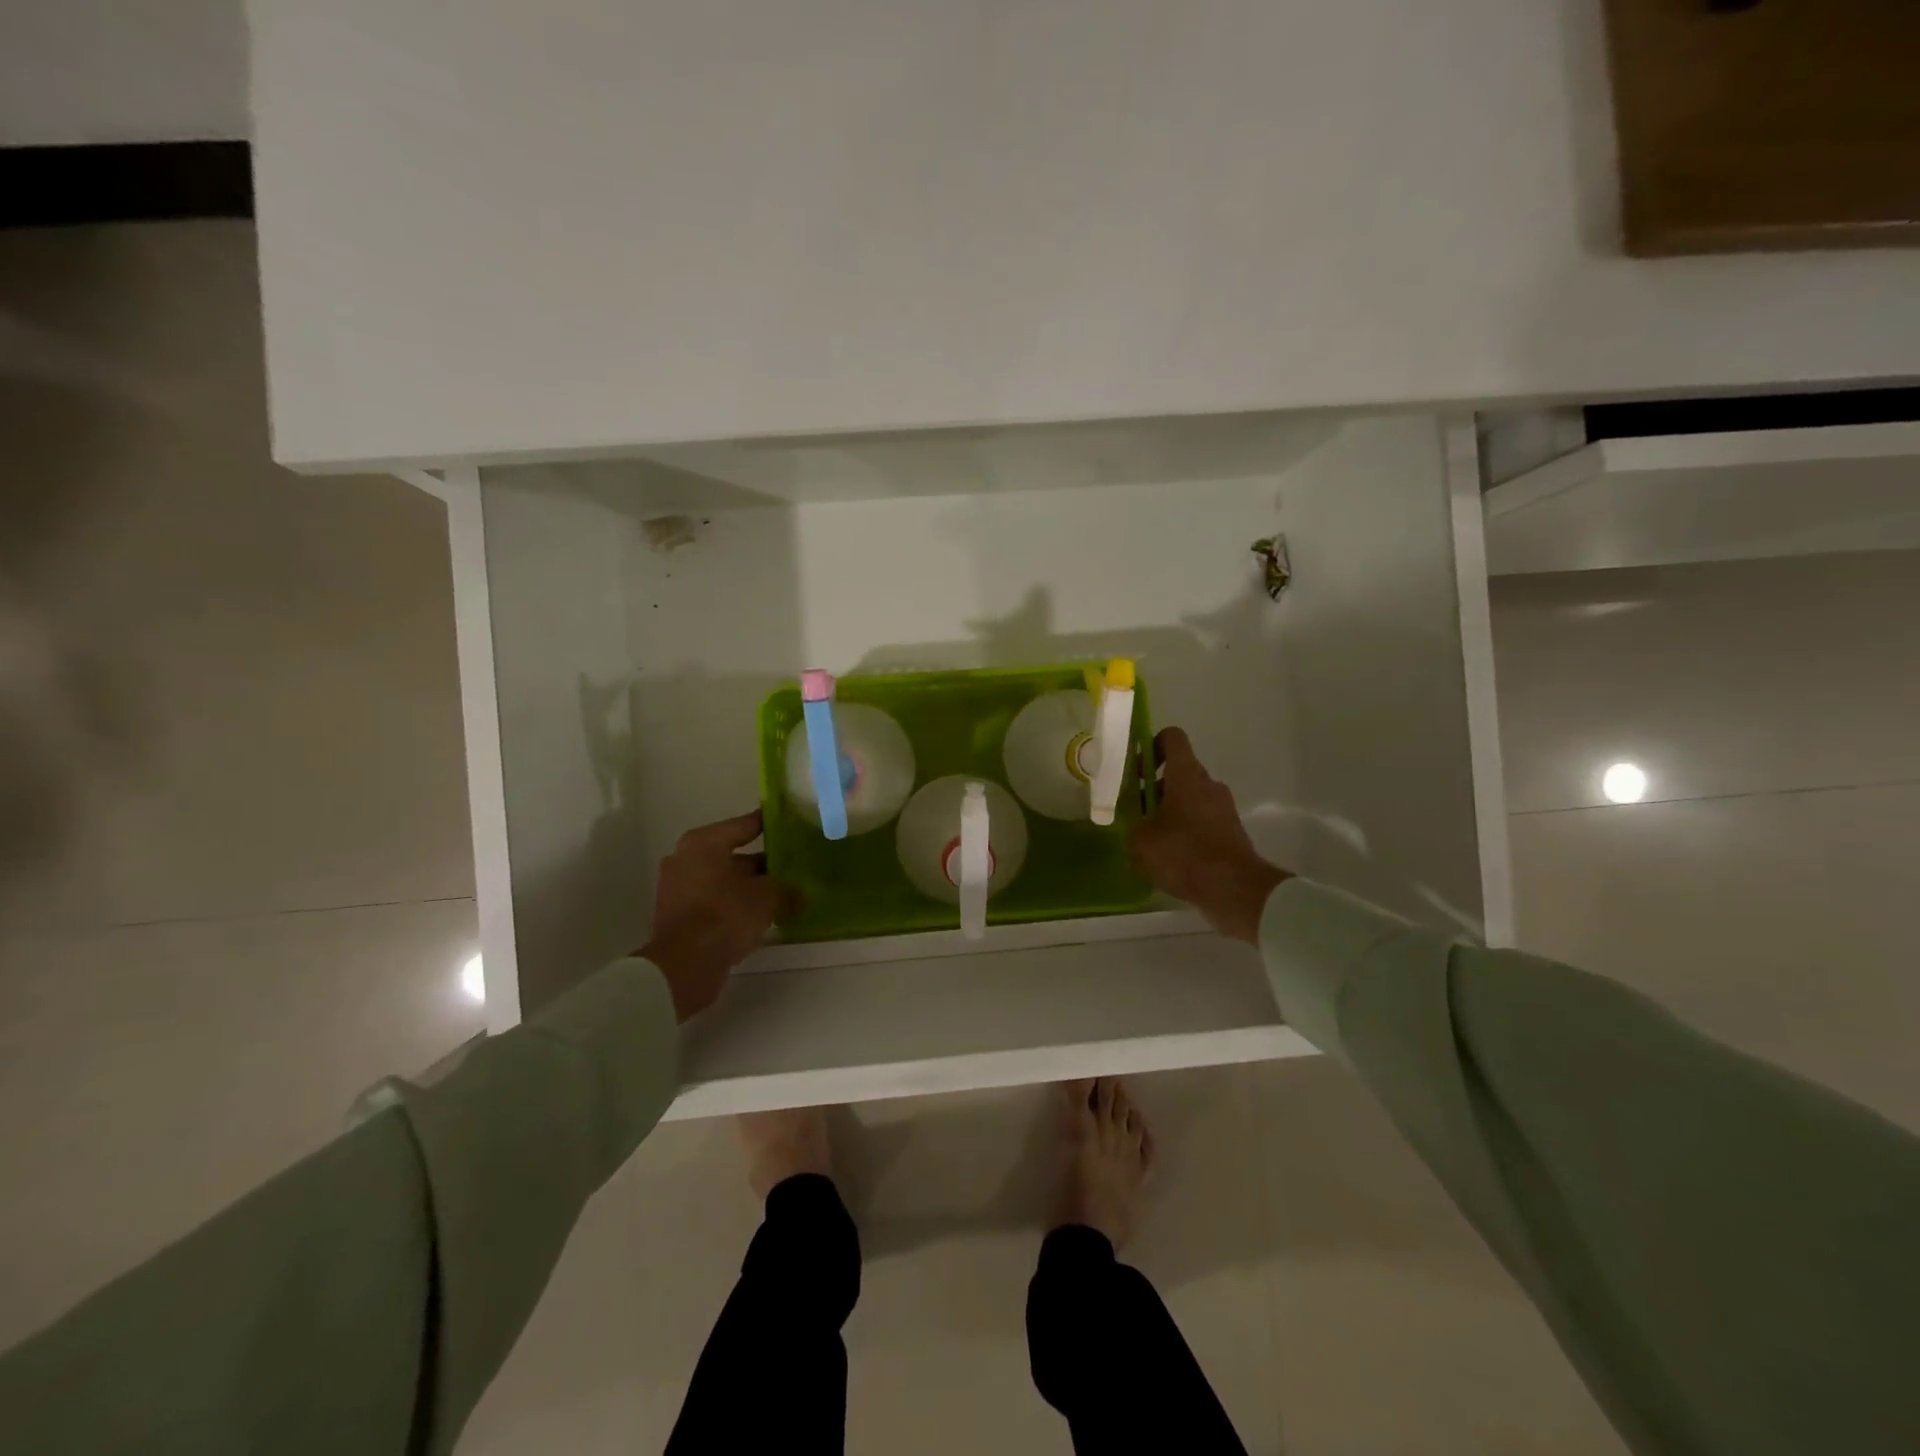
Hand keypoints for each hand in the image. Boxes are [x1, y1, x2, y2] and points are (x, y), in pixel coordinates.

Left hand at [640, 810, 782, 1021]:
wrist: (684, 966)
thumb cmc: (725, 916)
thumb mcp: (767, 897)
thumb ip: (787, 889)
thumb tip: (801, 894)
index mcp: (704, 842)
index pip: (745, 825)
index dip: (770, 825)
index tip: (792, 825)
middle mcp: (686, 858)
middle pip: (733, 855)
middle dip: (762, 863)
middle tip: (793, 867)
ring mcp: (678, 887)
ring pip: (724, 880)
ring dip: (749, 887)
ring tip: (782, 894)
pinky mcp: (678, 915)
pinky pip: (714, 901)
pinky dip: (734, 905)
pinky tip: (761, 916)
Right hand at [1129, 727, 1289, 943]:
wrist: (1235, 889)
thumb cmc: (1184, 853)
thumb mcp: (1141, 841)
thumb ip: (1132, 826)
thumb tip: (1135, 826)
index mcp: (1186, 774)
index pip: (1172, 737)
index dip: (1151, 745)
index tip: (1136, 770)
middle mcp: (1208, 784)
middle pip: (1178, 772)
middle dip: (1154, 789)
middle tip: (1136, 813)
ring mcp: (1223, 808)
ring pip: (1190, 798)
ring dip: (1169, 812)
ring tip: (1151, 841)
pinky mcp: (1231, 831)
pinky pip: (1202, 821)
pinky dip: (1186, 832)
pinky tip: (1171, 858)